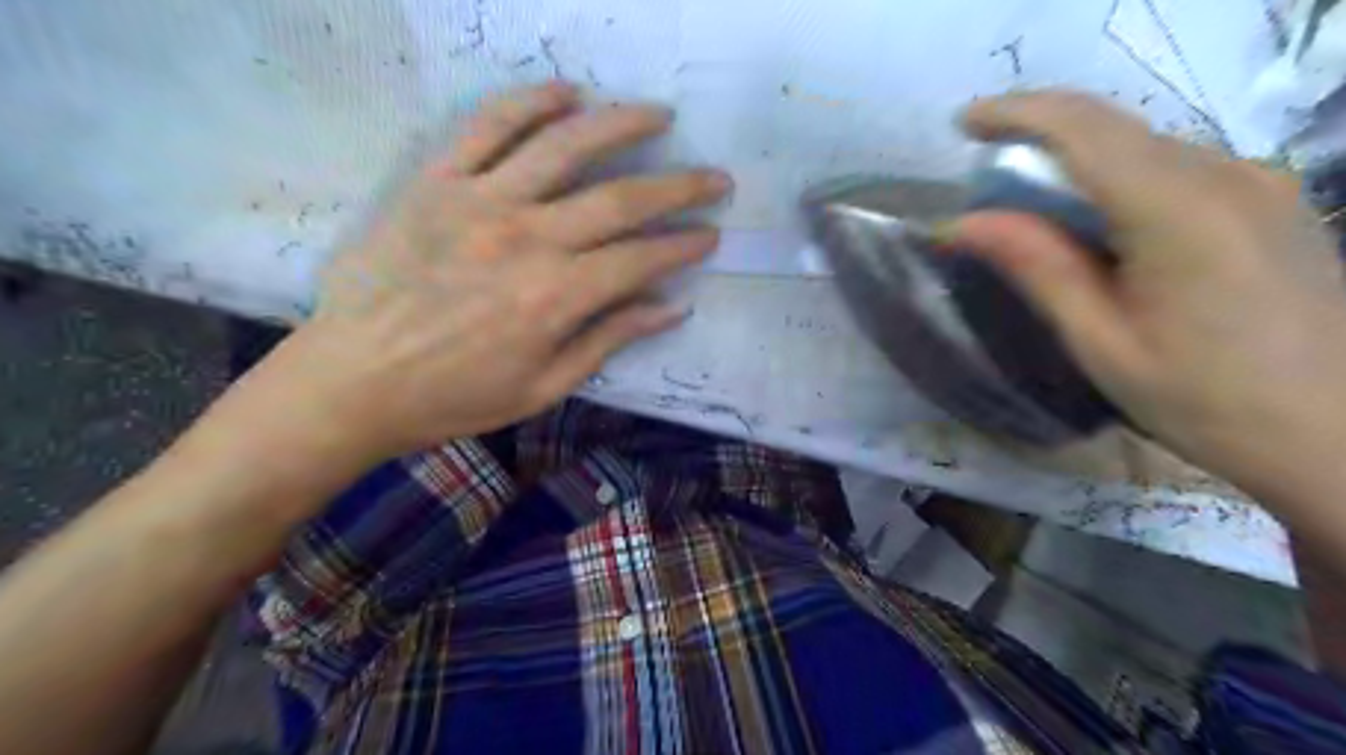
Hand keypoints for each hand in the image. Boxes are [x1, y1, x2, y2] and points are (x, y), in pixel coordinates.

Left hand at [258, 83, 731, 459]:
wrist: (353, 380)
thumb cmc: (453, 396)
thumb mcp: (542, 387)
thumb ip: (608, 340)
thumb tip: (670, 309)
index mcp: (556, 297)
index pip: (641, 259)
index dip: (683, 246)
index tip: (711, 235)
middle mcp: (529, 238)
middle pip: (621, 198)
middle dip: (679, 187)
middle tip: (715, 177)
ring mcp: (480, 201)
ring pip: (564, 146)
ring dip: (621, 125)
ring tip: (658, 115)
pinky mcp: (437, 182)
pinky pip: (488, 127)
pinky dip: (530, 103)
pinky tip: (566, 94)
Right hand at [943, 87, 1344, 487]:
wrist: (1338, 436)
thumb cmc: (1205, 400)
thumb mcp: (1101, 340)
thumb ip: (1036, 266)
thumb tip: (962, 223)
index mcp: (1178, 209)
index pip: (1083, 128)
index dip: (1017, 113)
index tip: (964, 123)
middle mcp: (1225, 174)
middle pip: (1114, 126)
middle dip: (1040, 130)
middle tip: (985, 162)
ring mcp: (1257, 182)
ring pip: (1144, 143)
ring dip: (1077, 155)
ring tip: (1028, 195)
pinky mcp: (1267, 200)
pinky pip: (1174, 165)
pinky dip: (1116, 174)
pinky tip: (1095, 216)